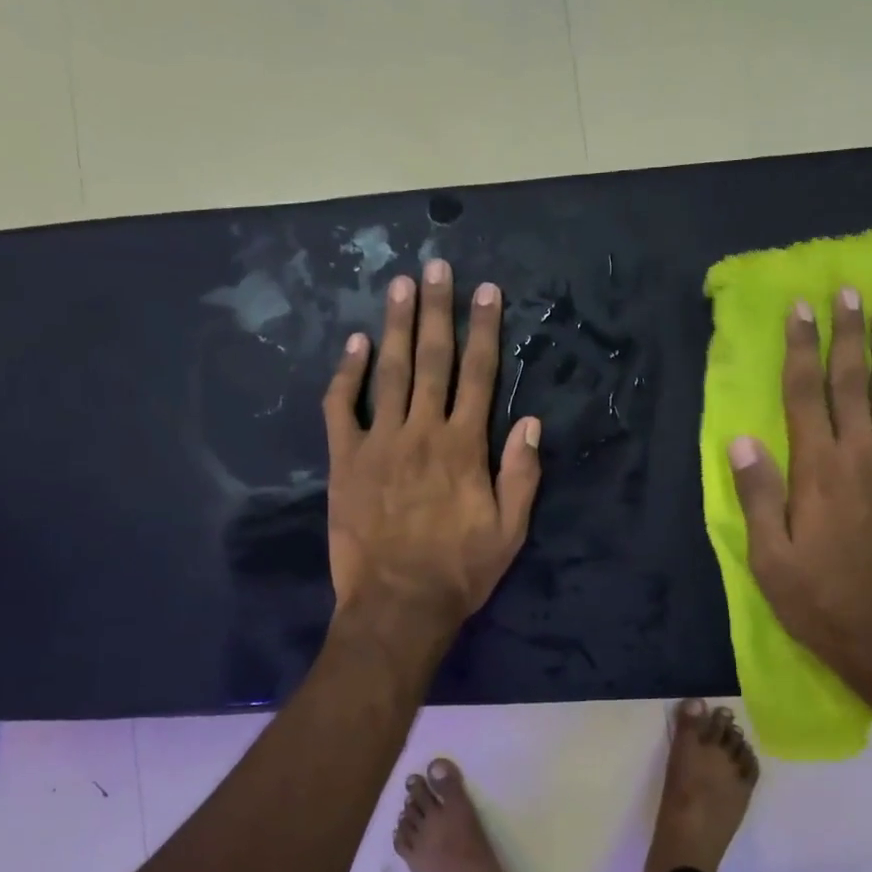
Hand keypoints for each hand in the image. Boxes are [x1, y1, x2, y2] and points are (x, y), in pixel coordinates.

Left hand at [323, 260, 541, 626]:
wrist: (397, 604)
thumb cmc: (459, 570)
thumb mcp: (510, 531)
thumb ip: (521, 474)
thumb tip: (530, 422)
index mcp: (464, 446)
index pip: (479, 375)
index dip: (485, 330)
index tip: (486, 292)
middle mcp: (422, 431)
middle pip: (432, 359)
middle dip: (437, 310)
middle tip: (437, 267)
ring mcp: (378, 442)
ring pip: (388, 372)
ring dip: (394, 325)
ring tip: (400, 285)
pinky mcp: (344, 460)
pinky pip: (341, 408)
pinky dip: (346, 375)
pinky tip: (352, 344)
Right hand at [728, 291, 871, 693]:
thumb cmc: (816, 598)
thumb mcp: (767, 555)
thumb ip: (757, 493)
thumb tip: (742, 439)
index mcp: (817, 470)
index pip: (804, 395)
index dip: (800, 349)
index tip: (799, 309)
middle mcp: (861, 458)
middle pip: (853, 383)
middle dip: (846, 335)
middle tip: (846, 292)